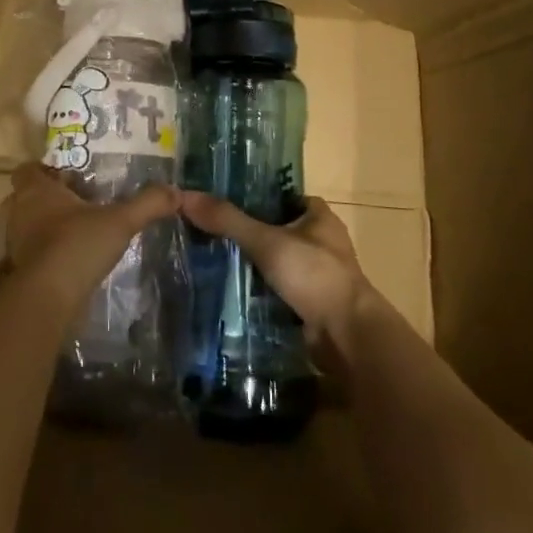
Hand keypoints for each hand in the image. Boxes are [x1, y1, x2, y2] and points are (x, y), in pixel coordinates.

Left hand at [7, 163, 179, 305]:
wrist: (48, 299)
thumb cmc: (77, 245)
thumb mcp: (120, 221)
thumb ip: (148, 203)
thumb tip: (176, 191)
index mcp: (37, 190)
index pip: (27, 169)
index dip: (43, 169)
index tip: (67, 175)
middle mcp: (20, 212)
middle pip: (27, 197)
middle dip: (48, 198)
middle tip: (78, 200)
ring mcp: (15, 243)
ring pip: (28, 225)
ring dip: (46, 226)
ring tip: (78, 229)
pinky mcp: (20, 271)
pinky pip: (32, 252)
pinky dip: (46, 253)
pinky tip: (71, 258)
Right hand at [179, 192, 373, 357]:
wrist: (347, 336)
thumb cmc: (314, 275)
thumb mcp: (267, 242)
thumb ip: (228, 220)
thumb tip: (186, 196)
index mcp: (319, 216)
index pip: (280, 196)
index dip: (253, 196)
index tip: (221, 200)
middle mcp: (322, 241)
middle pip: (276, 229)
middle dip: (248, 232)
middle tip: (209, 231)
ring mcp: (318, 274)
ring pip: (276, 261)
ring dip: (252, 264)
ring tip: (212, 259)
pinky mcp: (311, 304)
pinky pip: (278, 289)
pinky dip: (259, 291)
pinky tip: (230, 291)